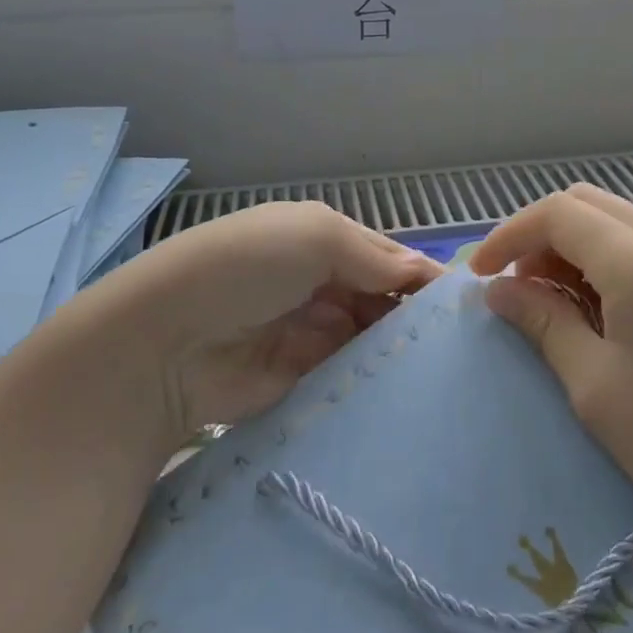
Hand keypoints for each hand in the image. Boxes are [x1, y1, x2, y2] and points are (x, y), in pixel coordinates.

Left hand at [68, 202, 441, 462]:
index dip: (422, 278)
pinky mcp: (302, 382)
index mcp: (323, 241)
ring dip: (400, 353)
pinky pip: (350, 379)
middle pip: (384, 301)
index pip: (388, 258)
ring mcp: (311, 335)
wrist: (165, 342)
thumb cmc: (246, 267)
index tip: (465, 307)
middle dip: (415, 318)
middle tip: (467, 346)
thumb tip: (425, 274)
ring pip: (372, 342)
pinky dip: (377, 383)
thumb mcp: (315, 236)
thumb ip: (375, 257)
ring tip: (452, 373)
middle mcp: (322, 285)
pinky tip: (416, 396)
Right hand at [470, 186, 632, 590]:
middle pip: (585, 204)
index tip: (478, 278)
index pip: (557, 213)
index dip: (508, 235)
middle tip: (513, 289)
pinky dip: (602, 262)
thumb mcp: (594, 385)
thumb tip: (497, 291)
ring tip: (547, 304)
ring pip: (613, 223)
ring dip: (570, 248)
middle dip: (537, 235)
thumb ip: (542, 321)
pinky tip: (593, 310)